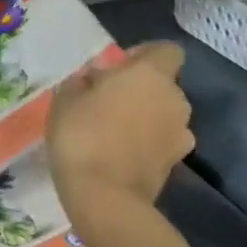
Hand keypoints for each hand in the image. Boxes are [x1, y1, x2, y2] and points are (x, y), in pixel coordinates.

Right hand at [47, 40, 194, 207]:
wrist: (105, 196)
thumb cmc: (82, 135)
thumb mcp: (65, 100)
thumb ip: (83, 83)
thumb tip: (94, 81)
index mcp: (150, 75)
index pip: (166, 50)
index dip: (144, 55)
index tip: (117, 68)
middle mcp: (175, 99)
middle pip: (163, 84)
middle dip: (140, 89)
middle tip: (106, 101)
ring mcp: (181, 133)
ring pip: (163, 114)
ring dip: (144, 117)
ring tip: (111, 131)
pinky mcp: (177, 163)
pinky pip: (161, 141)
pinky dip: (146, 143)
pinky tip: (119, 153)